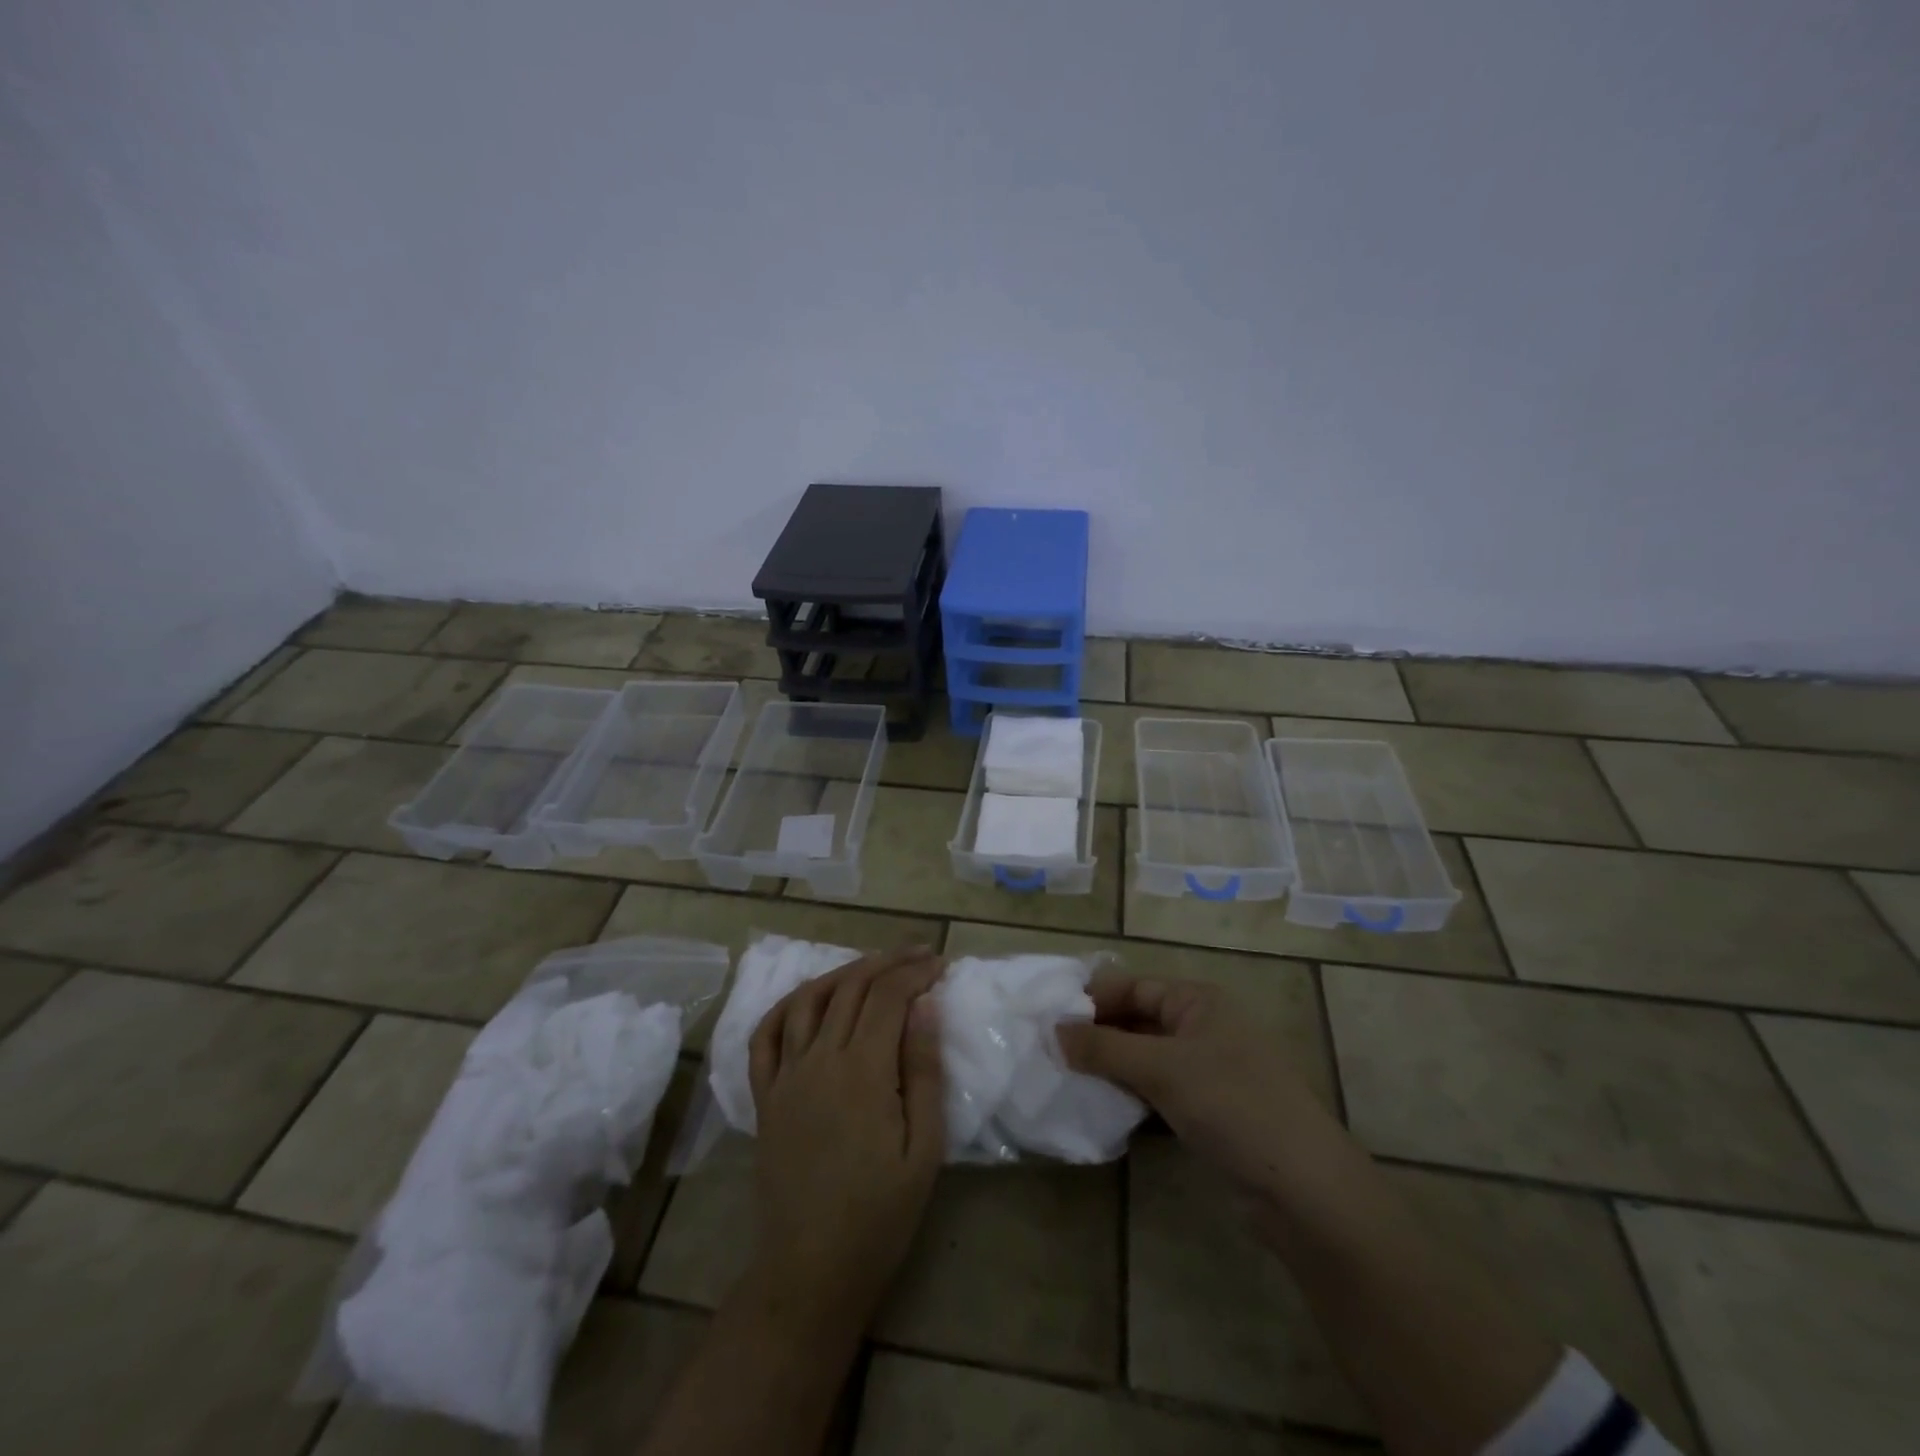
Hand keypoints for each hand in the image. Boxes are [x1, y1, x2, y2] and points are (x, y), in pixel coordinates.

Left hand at [745, 947, 946, 1333]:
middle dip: (888, 962)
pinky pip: (765, 1036)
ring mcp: (785, 1076)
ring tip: (872, 966)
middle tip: (918, 955)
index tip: (940, 964)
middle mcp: (818, 1061)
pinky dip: (786, 1005)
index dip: (915, 972)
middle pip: (851, 988)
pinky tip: (808, 997)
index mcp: (862, 1072)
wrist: (811, 1270)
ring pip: (808, 1000)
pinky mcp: (764, 1096)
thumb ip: (923, 1071)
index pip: (888, 997)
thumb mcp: (923, 1149)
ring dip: (842, 972)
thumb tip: (925, 1007)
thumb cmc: (880, 1216)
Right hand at [1055, 974, 1336, 1198]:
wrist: (1303, 1189)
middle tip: (1050, 1052)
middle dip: (1097, 1034)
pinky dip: (1130, 1093)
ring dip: (1110, 1066)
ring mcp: (1207, 1070)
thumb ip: (1104, 1048)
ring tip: (1064, 1077)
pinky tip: (1100, 1105)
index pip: (1133, 986)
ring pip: (1145, 1058)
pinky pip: (1158, 1090)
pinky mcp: (1208, 1110)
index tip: (1048, 1018)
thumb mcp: (1163, 1069)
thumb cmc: (1233, 1105)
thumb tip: (1054, 1031)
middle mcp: (1203, 1027)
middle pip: (1137, 1020)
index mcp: (1198, 1001)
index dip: (1092, 1000)